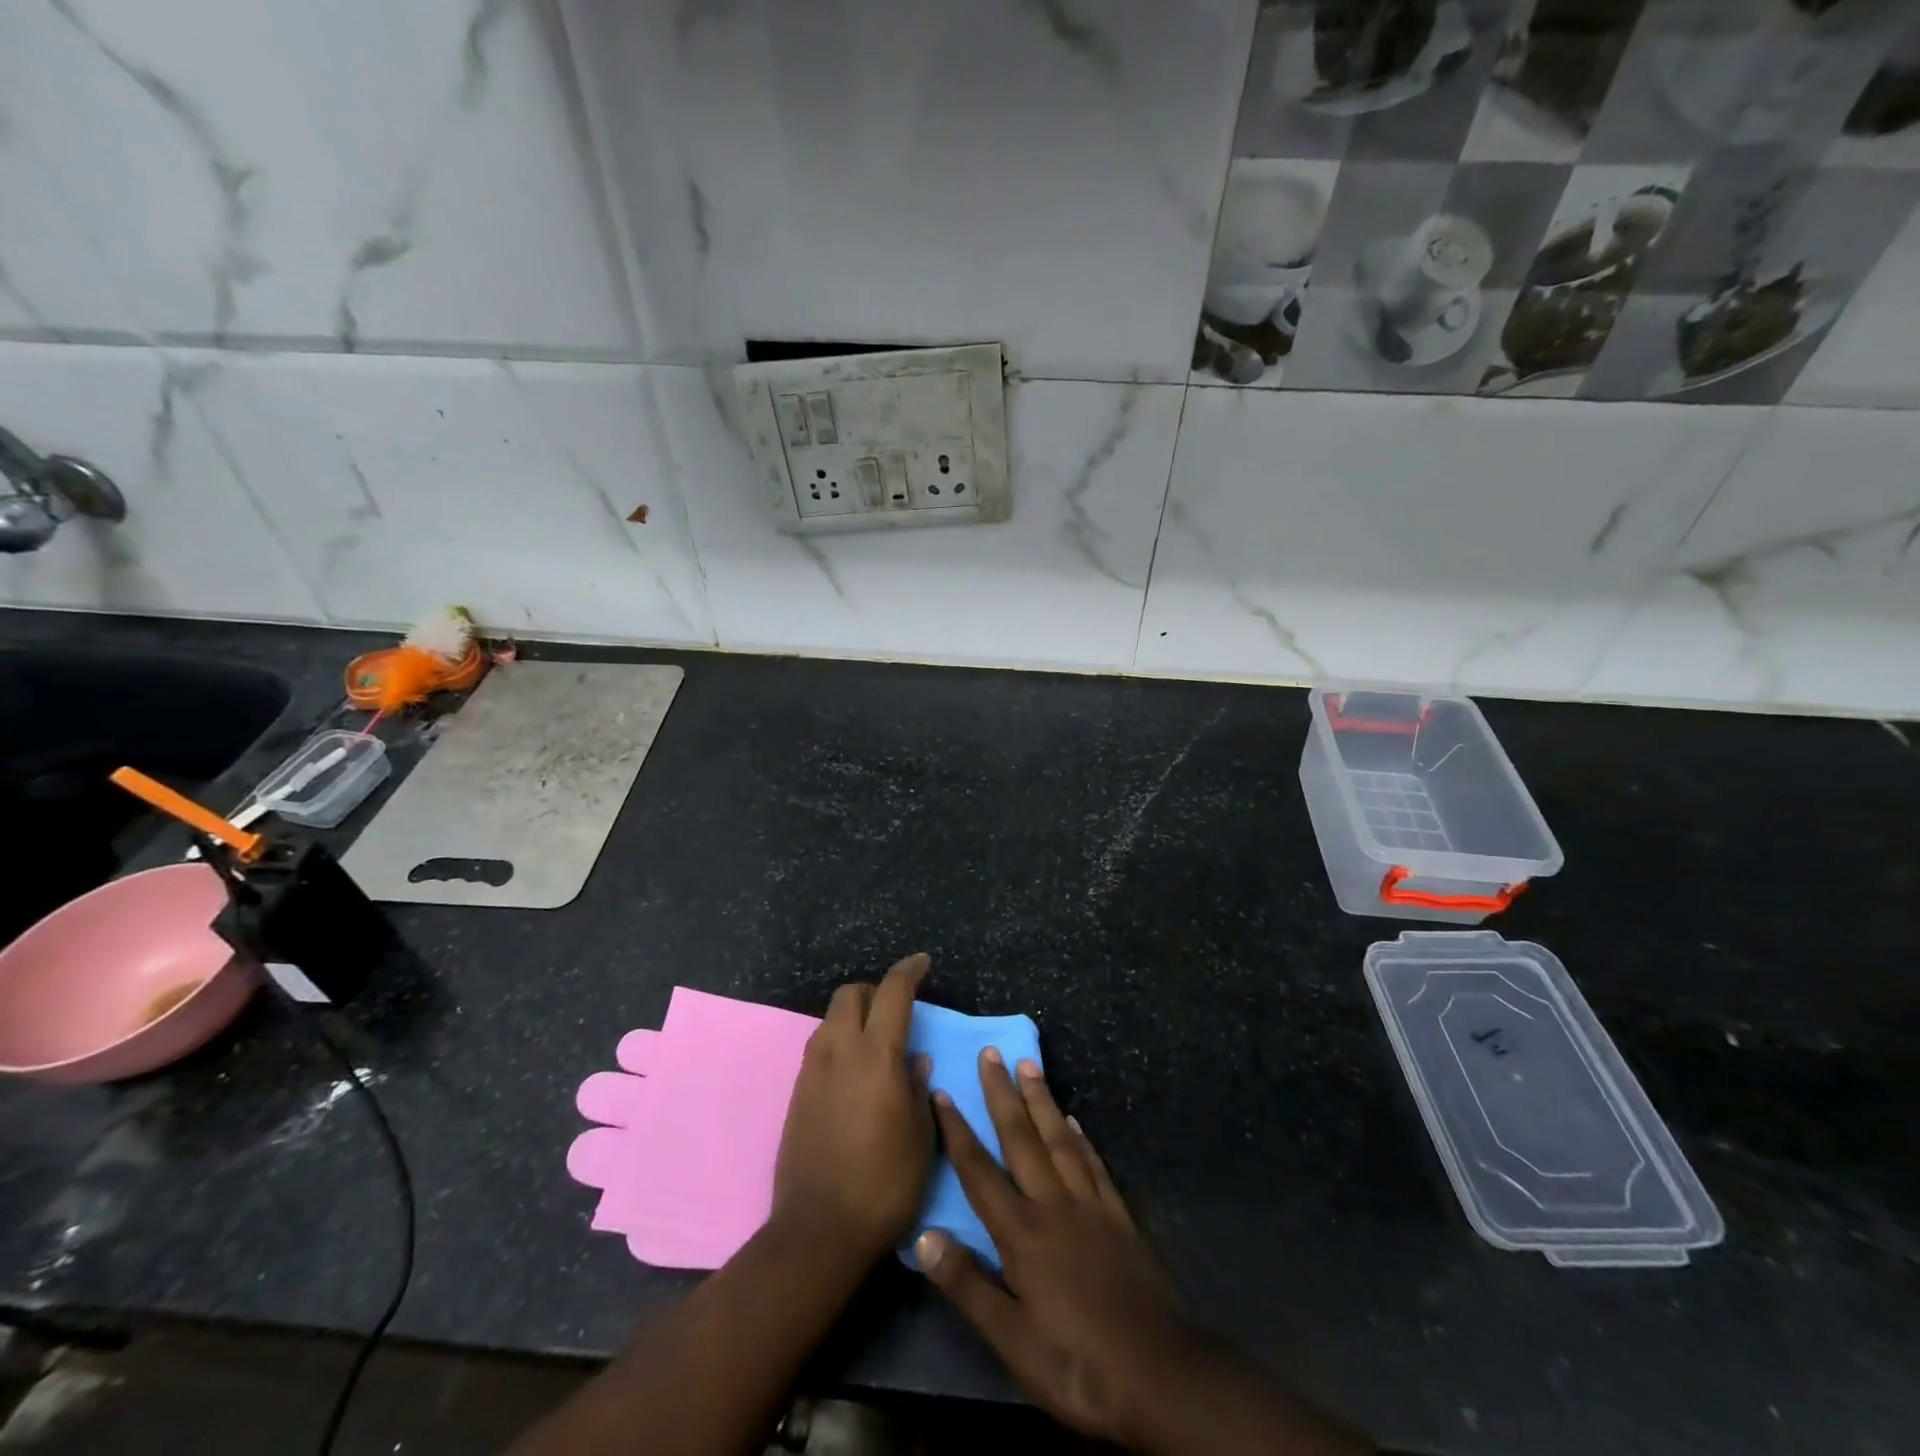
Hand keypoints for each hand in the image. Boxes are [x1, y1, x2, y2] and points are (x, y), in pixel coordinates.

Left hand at [772, 953, 933, 1264]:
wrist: (819, 1229)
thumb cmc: (885, 1183)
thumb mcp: (920, 1136)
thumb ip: (918, 1088)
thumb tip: (915, 1060)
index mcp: (876, 1055)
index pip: (892, 992)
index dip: (909, 971)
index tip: (922, 963)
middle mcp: (839, 1050)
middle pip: (851, 994)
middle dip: (874, 991)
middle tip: (896, 1011)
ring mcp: (812, 1070)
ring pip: (830, 1019)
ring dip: (854, 1017)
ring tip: (876, 1045)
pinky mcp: (796, 1091)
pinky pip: (819, 1047)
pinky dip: (839, 1043)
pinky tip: (854, 1074)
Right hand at [914, 1050, 1197, 1447]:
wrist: (1161, 1374)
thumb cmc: (1077, 1364)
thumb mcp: (1012, 1342)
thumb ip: (968, 1285)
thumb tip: (923, 1236)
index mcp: (1022, 1233)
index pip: (979, 1171)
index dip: (958, 1131)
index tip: (942, 1092)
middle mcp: (1053, 1204)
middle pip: (1022, 1138)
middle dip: (1002, 1094)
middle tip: (991, 1052)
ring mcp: (1090, 1205)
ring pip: (1059, 1138)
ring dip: (1041, 1100)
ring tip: (1029, 1065)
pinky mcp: (1119, 1216)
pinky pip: (1094, 1164)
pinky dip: (1081, 1138)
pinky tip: (1075, 1121)